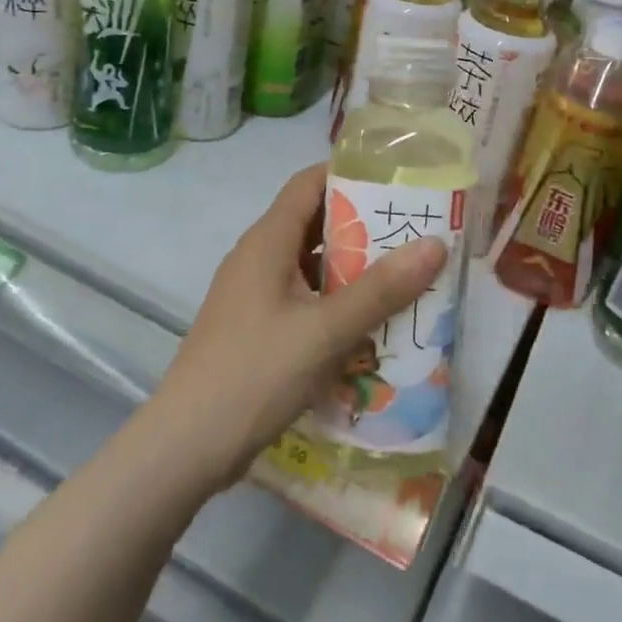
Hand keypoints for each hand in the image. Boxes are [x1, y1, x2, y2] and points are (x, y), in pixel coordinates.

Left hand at [146, 163, 447, 491]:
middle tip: (414, 233)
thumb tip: (435, 243)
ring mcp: (254, 295)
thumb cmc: (255, 374)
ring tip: (403, 277)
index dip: (350, 174)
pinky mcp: (256, 328)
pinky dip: (335, 303)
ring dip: (352, 269)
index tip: (398, 182)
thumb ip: (381, 289)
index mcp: (267, 241)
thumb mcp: (325, 331)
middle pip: (314, 223)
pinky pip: (303, 299)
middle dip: (363, 226)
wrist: (186, 446)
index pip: (309, 183)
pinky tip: (368, 325)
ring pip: (310, 265)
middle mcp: (258, 258)